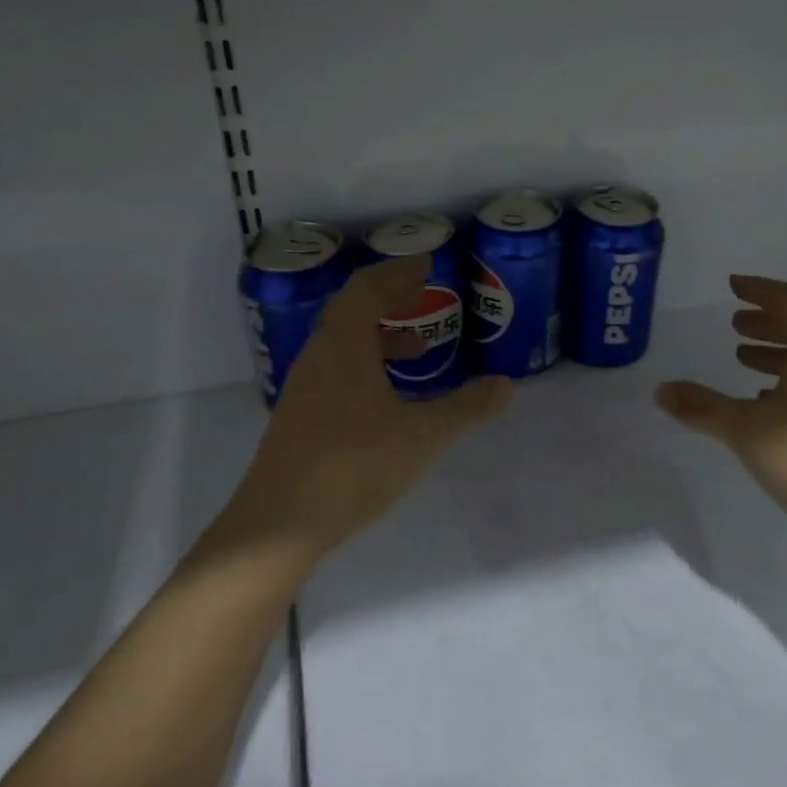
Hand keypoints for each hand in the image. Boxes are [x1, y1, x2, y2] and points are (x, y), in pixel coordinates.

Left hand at [212, 256, 510, 563]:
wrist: (279, 522)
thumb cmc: (353, 465)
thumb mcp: (422, 435)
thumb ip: (466, 408)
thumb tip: (506, 385)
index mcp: (344, 346)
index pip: (367, 289)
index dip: (398, 272)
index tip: (427, 263)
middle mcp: (319, 356)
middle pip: (351, 308)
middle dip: (389, 297)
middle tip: (423, 294)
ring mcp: (305, 386)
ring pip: (343, 341)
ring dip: (379, 333)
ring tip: (419, 347)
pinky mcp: (300, 415)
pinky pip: (337, 368)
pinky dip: (367, 363)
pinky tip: (389, 396)